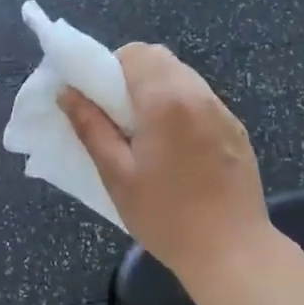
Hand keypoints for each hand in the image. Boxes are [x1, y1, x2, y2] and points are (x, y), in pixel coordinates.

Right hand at [59, 44, 270, 285]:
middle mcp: (198, 94)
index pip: (135, 53)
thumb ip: (91, 127)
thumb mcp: (116, 175)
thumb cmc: (165, 216)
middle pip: (160, 59)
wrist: (232, 251)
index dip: (111, 67)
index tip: (100, 99)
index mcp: (165, 101)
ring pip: (182, 76)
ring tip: (147, 133)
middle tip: (118, 116)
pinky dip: (181, 107)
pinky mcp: (236, 129)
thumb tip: (67, 93)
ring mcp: (222, 111)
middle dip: (133, 75)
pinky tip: (176, 148)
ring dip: (158, 89)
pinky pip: (201, 100)